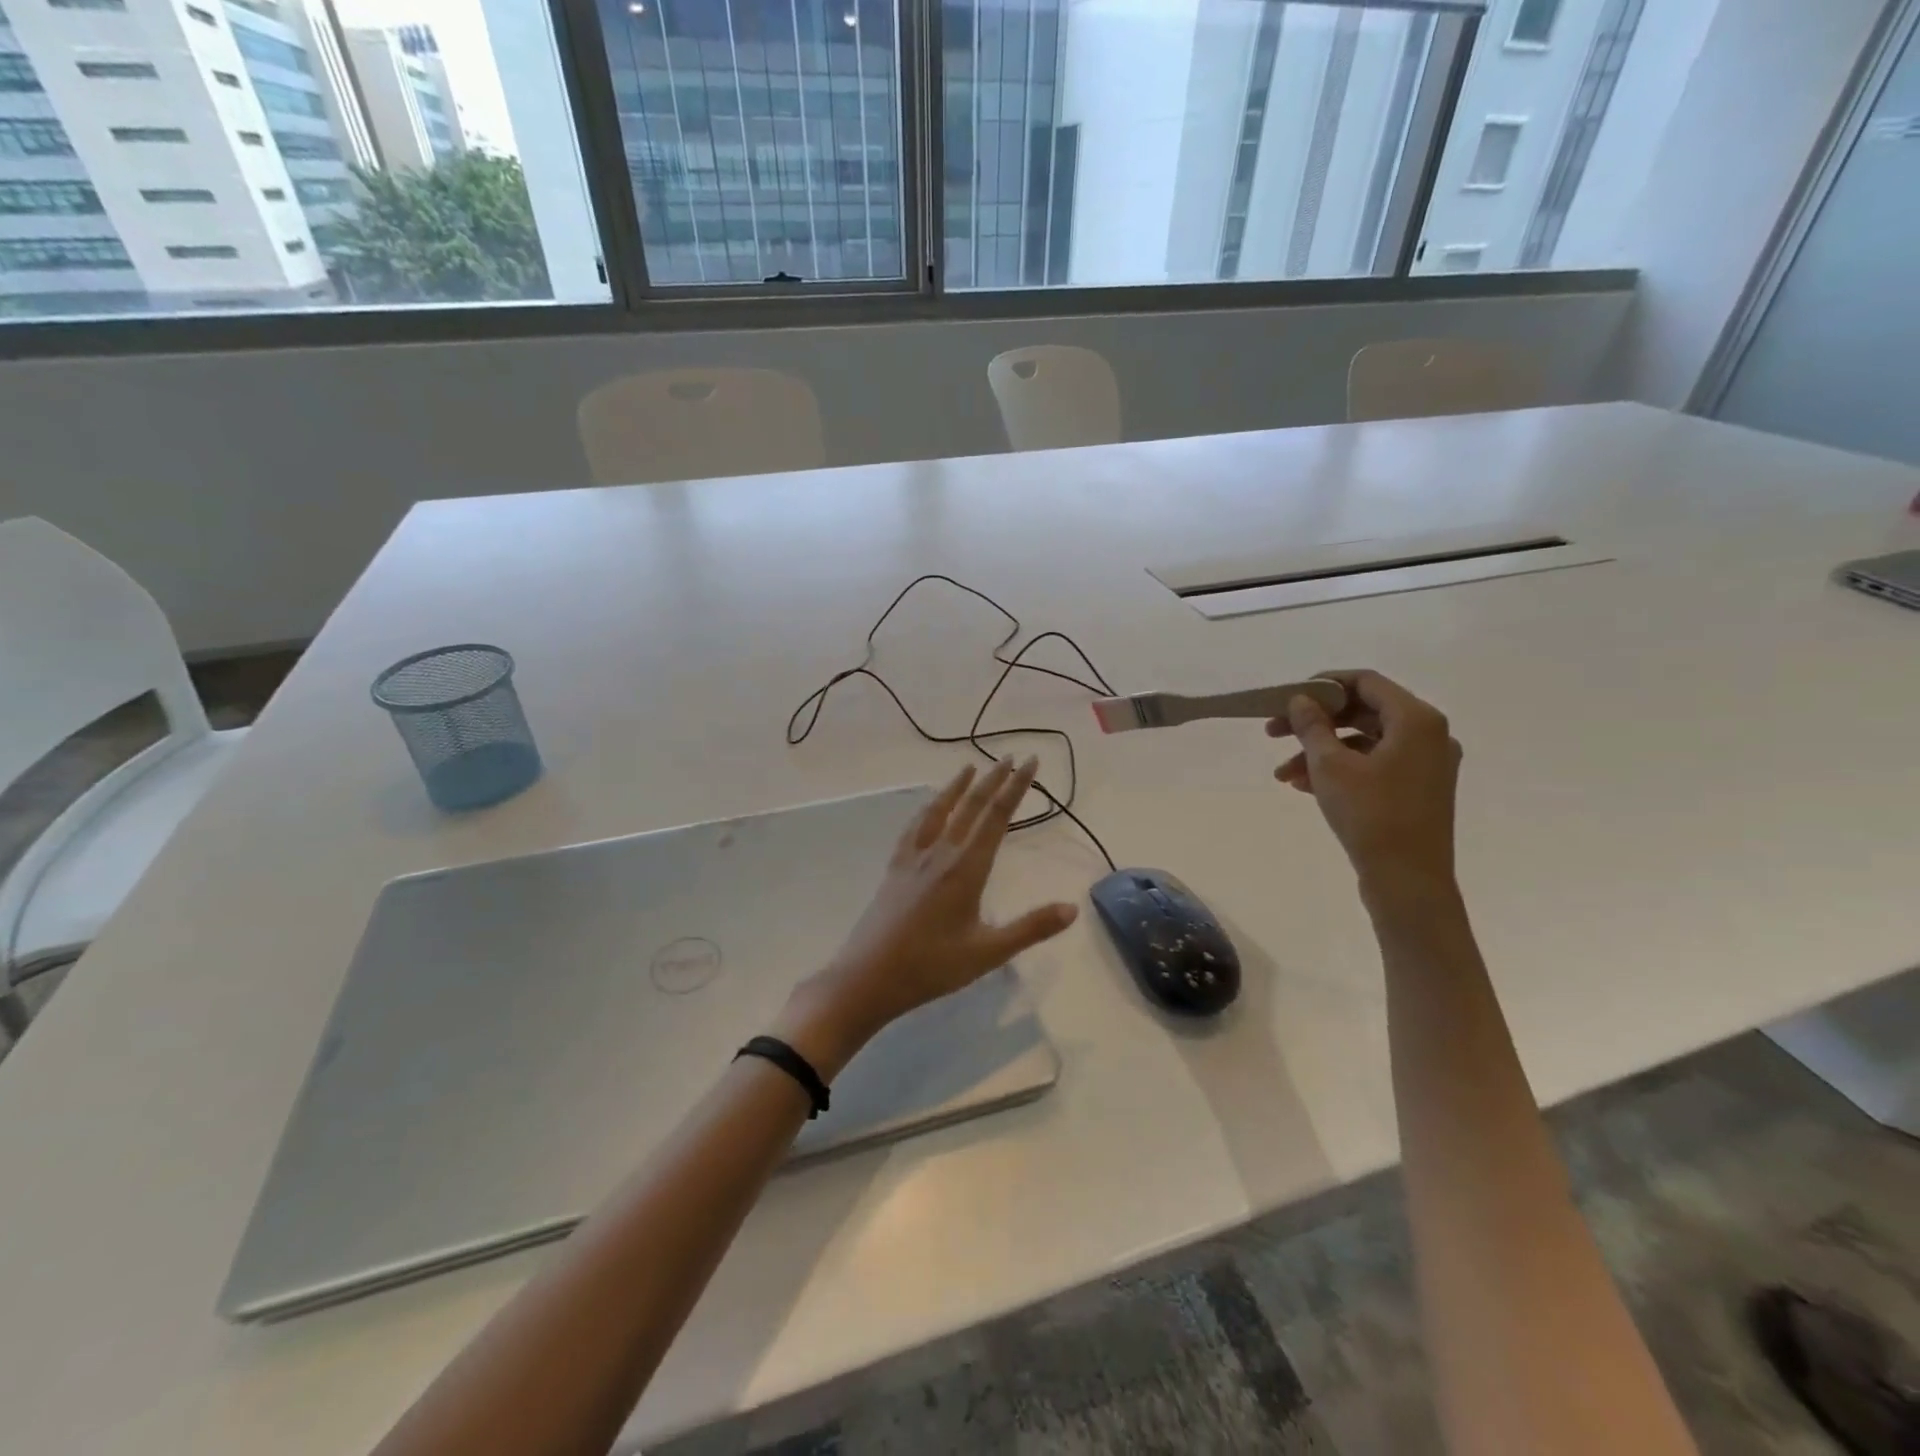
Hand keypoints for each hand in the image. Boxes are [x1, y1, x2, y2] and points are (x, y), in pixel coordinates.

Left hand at [778, 757, 1078, 1075]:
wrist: (869, 976)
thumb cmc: (932, 966)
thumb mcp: (988, 953)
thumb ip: (1031, 928)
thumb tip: (1072, 909)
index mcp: (967, 869)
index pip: (997, 817)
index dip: (1016, 787)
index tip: (1030, 762)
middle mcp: (941, 853)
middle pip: (971, 806)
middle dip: (994, 779)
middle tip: (1012, 756)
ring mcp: (914, 857)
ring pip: (940, 810)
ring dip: (958, 786)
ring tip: (970, 766)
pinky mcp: (895, 867)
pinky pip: (914, 827)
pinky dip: (927, 809)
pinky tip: (928, 808)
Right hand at [1266, 670, 1461, 897]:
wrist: (1408, 881)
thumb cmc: (1371, 815)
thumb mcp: (1330, 765)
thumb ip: (1312, 726)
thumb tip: (1301, 699)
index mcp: (1416, 720)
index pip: (1365, 682)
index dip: (1323, 685)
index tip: (1288, 698)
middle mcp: (1429, 735)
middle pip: (1363, 712)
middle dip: (1315, 723)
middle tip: (1273, 733)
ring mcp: (1426, 764)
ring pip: (1364, 742)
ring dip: (1320, 751)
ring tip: (1283, 774)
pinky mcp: (1418, 789)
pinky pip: (1374, 765)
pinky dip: (1340, 769)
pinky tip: (1304, 786)